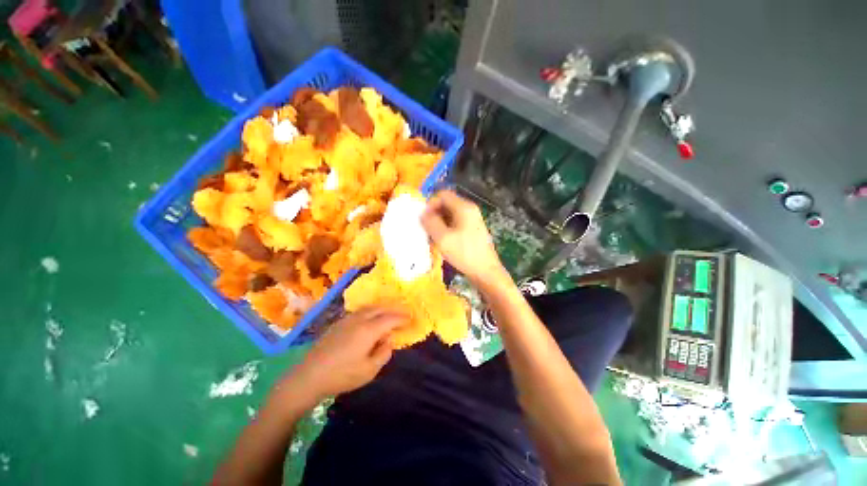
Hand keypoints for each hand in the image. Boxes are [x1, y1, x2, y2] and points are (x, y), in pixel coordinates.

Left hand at [286, 307, 407, 399]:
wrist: (309, 376)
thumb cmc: (342, 376)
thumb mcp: (369, 370)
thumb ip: (384, 353)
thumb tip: (389, 340)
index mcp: (369, 330)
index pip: (390, 319)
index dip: (402, 317)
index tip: (411, 318)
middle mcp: (359, 319)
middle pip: (380, 308)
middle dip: (394, 309)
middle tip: (404, 312)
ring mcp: (347, 319)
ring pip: (370, 307)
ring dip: (382, 308)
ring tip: (390, 312)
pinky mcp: (338, 323)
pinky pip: (360, 311)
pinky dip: (371, 311)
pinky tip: (371, 317)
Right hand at [421, 190, 505, 282]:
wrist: (485, 271)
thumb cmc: (464, 253)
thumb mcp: (443, 238)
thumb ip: (430, 222)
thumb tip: (423, 213)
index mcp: (464, 207)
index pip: (443, 194)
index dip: (430, 203)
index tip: (424, 219)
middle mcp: (469, 209)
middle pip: (446, 204)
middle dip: (434, 214)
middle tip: (426, 229)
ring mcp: (472, 220)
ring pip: (449, 214)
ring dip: (439, 223)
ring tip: (433, 237)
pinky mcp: (472, 229)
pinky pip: (455, 223)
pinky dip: (446, 229)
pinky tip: (442, 242)